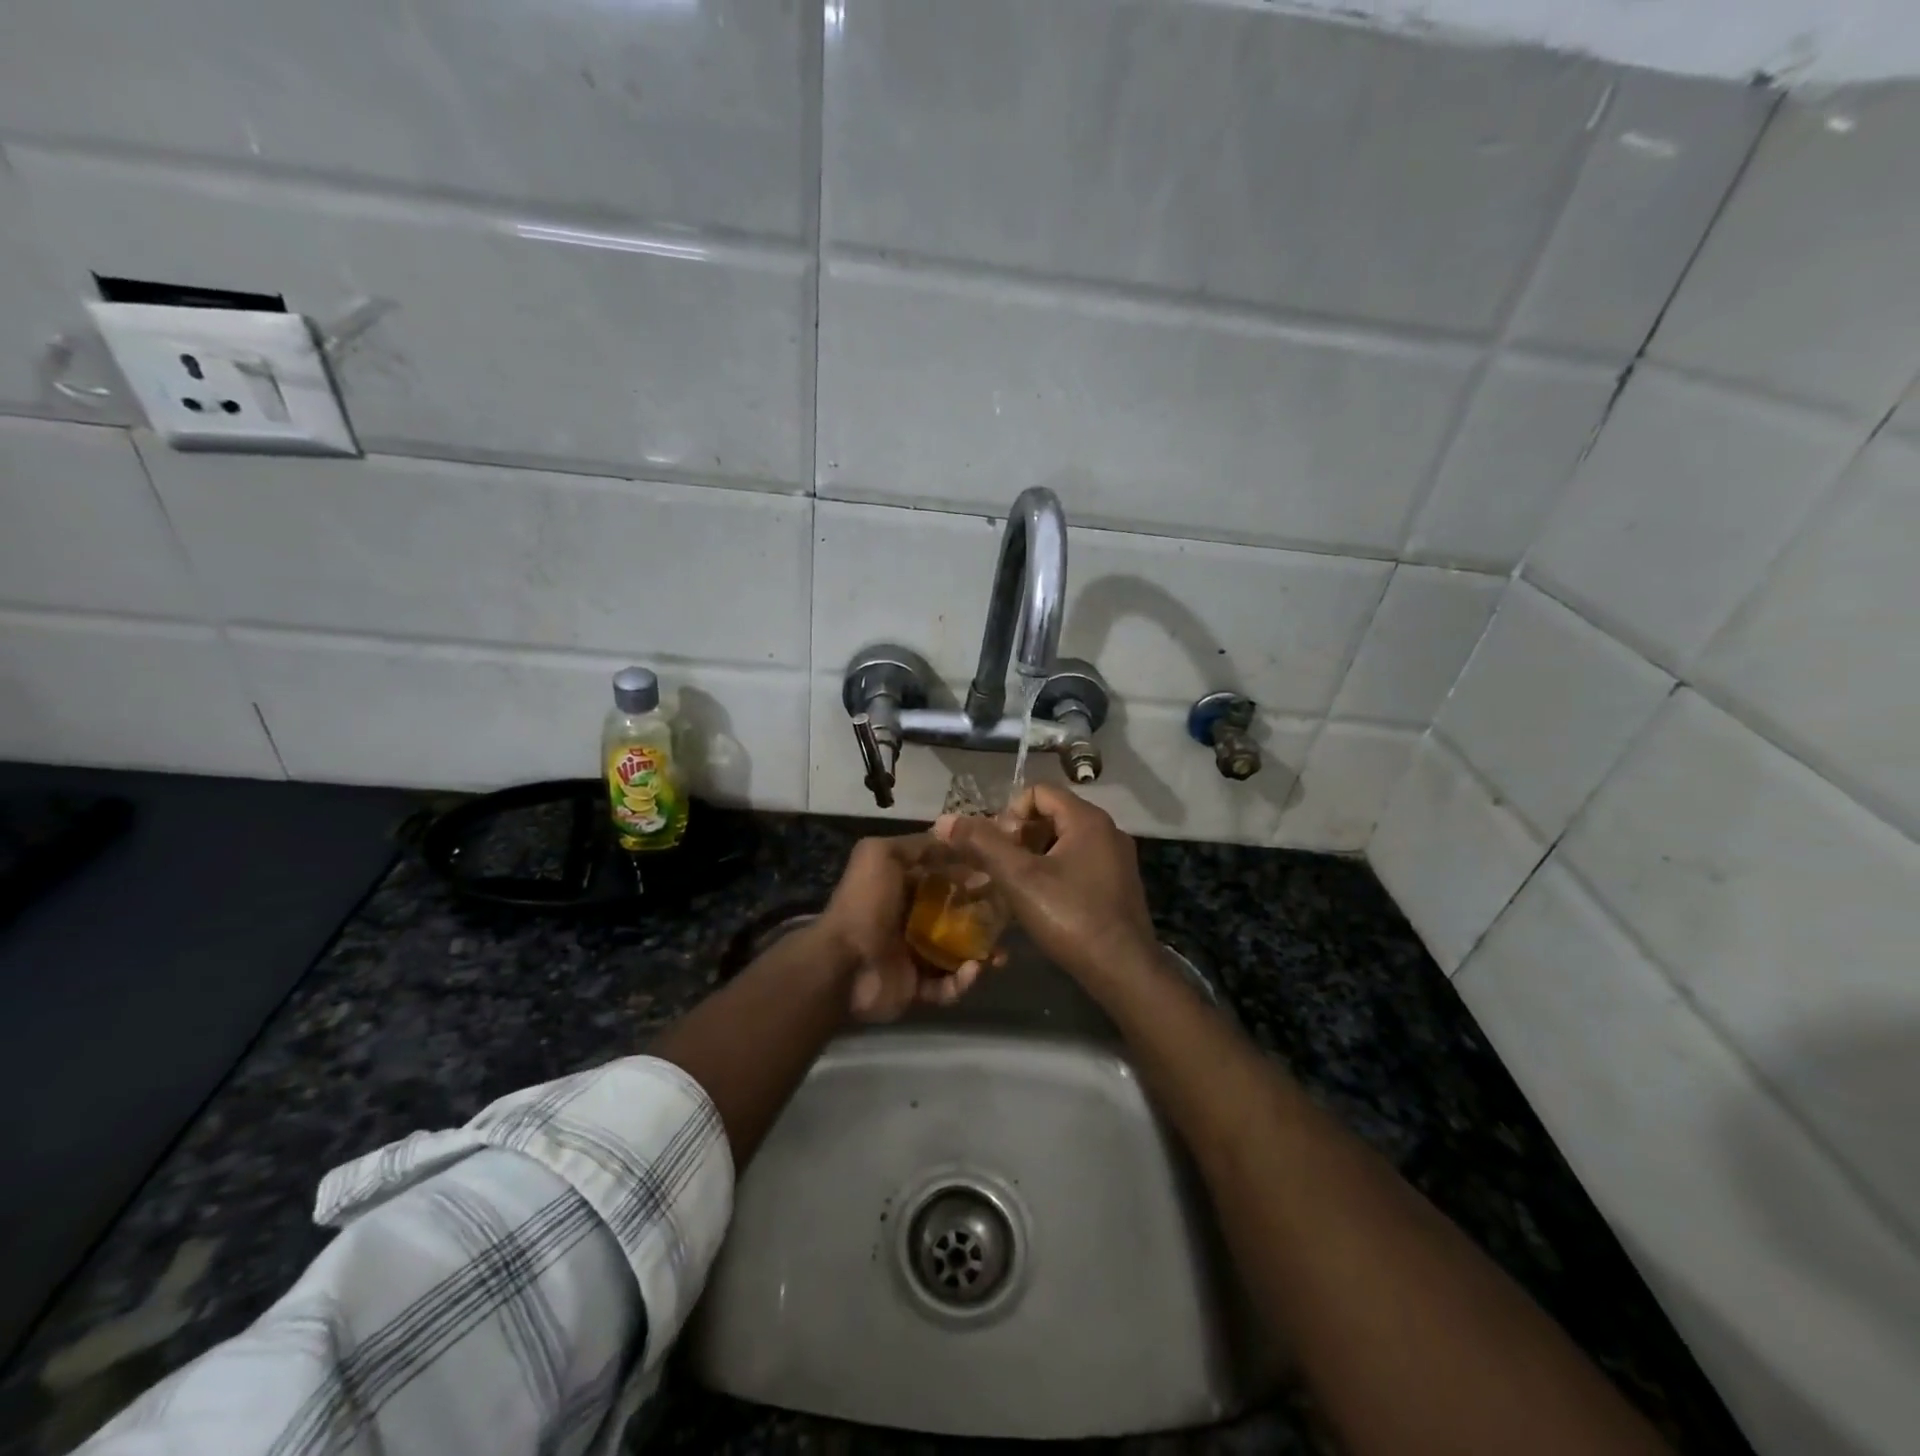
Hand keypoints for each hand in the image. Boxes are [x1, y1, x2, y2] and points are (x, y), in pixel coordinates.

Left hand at [816, 834, 989, 1022]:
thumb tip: (951, 837)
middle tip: (1008, 919)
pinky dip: (963, 981)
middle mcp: (911, 920)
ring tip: (999, 955)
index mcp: (903, 888)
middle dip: (985, 917)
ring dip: (983, 953)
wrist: (842, 964)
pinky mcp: (917, 988)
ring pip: (959, 953)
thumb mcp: (881, 855)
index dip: (971, 876)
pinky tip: (973, 971)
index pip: (945, 879)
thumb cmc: (865, 904)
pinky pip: (948, 986)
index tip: (998, 876)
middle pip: (957, 916)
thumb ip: (915, 845)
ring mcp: (914, 956)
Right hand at [935, 784, 1157, 984]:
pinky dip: (1055, 872)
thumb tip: (945, 820)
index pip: (1039, 792)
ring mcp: (1117, 859)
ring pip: (1064, 842)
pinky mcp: (1119, 884)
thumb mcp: (1020, 879)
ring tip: (1016, 885)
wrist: (1124, 970)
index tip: (997, 847)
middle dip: (1020, 836)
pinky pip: (1080, 863)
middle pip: (1052, 815)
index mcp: (1088, 819)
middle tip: (1002, 868)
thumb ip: (983, 844)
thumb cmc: (1071, 917)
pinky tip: (1042, 901)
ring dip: (1035, 856)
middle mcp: (1107, 830)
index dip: (1010, 813)